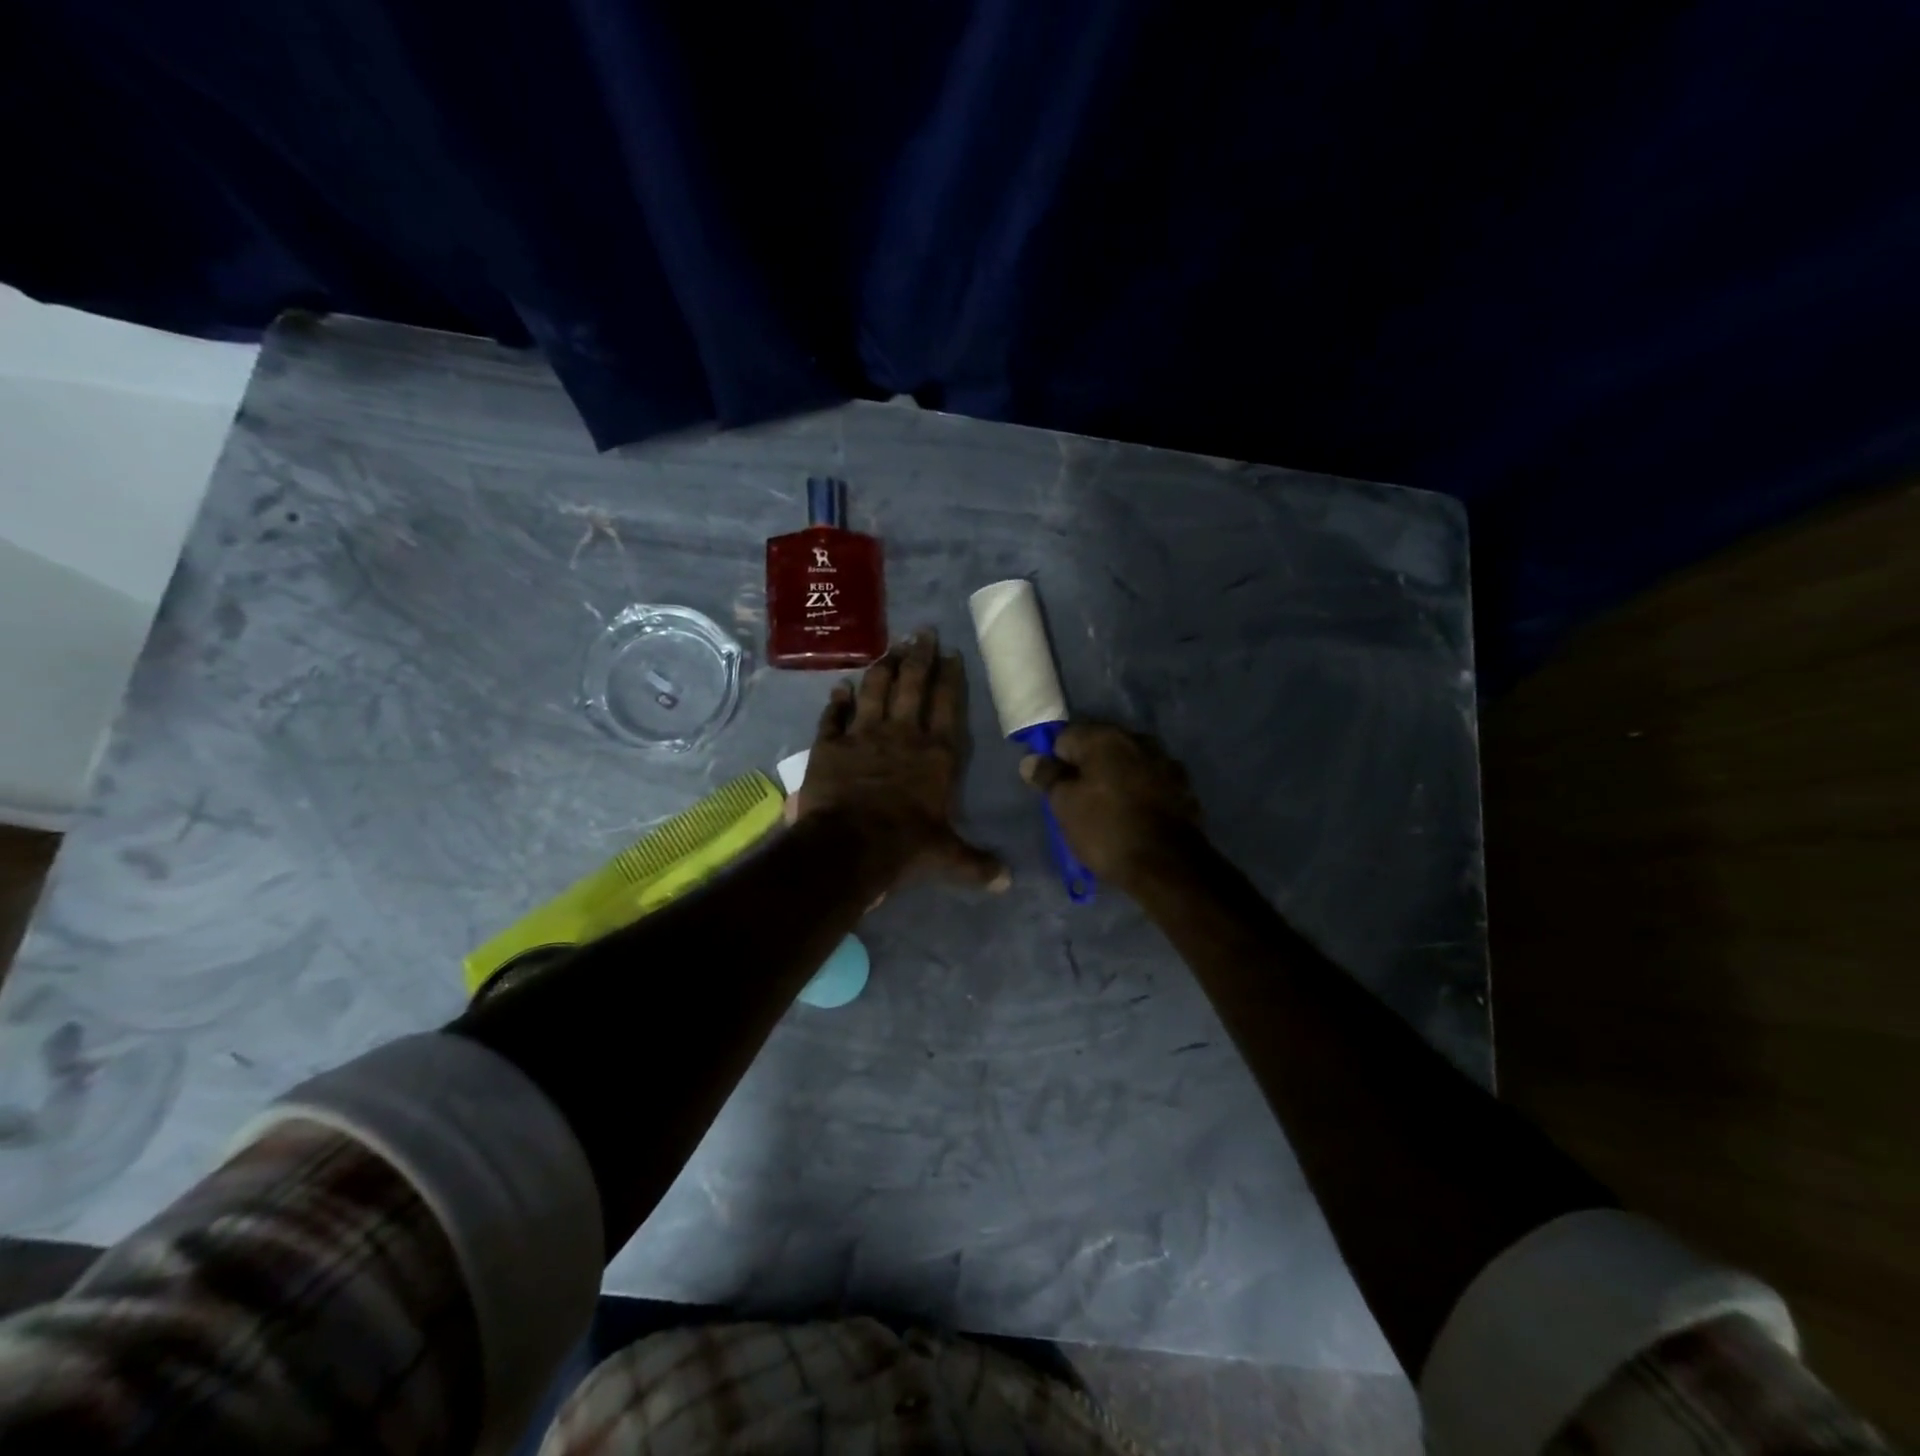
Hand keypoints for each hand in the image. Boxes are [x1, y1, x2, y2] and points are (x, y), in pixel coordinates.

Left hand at [798, 629, 1009, 891]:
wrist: (849, 846)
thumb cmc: (904, 846)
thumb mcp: (946, 857)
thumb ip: (975, 863)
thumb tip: (1006, 882)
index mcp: (936, 754)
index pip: (947, 705)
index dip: (950, 677)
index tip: (950, 653)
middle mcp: (902, 735)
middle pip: (912, 685)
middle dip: (918, 656)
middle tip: (921, 631)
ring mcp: (863, 736)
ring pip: (875, 691)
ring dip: (882, 667)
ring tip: (888, 647)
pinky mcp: (829, 745)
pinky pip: (834, 716)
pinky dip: (837, 701)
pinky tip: (841, 687)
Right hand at [1019, 722, 1203, 892]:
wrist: (1167, 865)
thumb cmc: (1106, 830)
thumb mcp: (1064, 806)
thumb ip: (1047, 777)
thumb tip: (1031, 760)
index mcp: (1105, 737)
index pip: (1065, 737)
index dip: (1055, 762)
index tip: (1054, 788)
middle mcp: (1138, 739)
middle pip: (1099, 748)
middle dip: (1086, 768)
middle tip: (1076, 801)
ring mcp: (1165, 762)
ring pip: (1126, 764)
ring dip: (1114, 779)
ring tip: (1106, 811)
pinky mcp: (1183, 787)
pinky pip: (1149, 783)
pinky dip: (1138, 793)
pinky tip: (1133, 817)